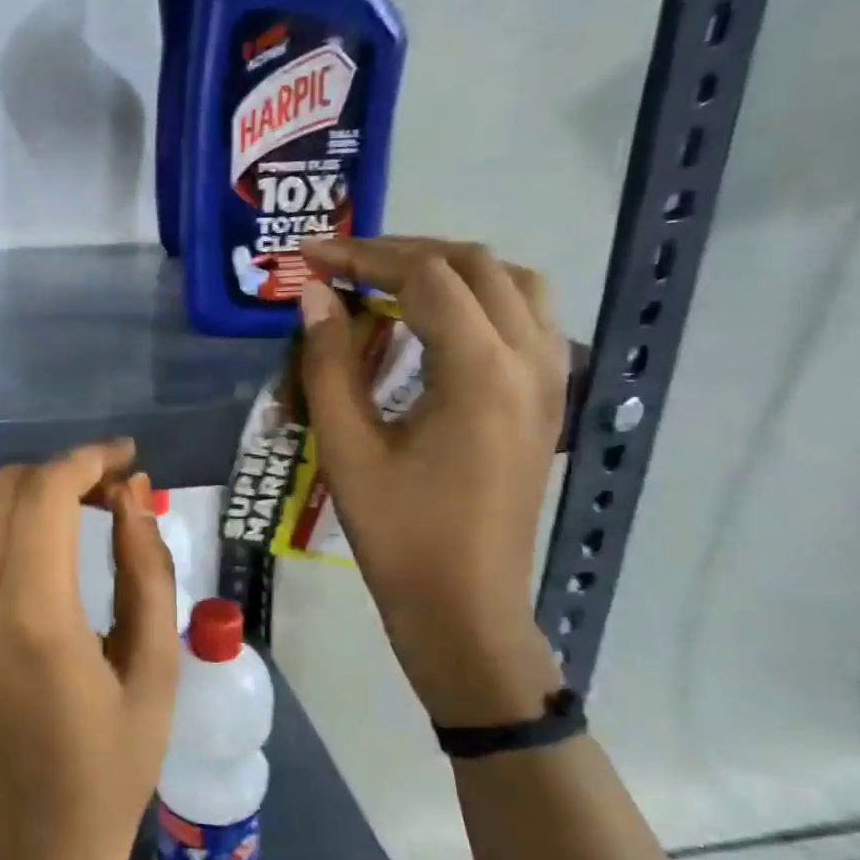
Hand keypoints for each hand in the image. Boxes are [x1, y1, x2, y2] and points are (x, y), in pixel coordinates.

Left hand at [0, 441, 180, 859]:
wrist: (41, 838)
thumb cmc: (114, 760)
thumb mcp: (157, 664)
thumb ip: (146, 567)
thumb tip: (130, 490)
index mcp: (37, 613)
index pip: (47, 492)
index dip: (88, 459)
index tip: (123, 459)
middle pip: (0, 491)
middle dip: (55, 473)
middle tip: (98, 492)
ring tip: (32, 506)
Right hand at [298, 235, 566, 725]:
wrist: (465, 606)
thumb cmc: (399, 534)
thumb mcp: (348, 448)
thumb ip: (328, 362)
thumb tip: (314, 295)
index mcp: (479, 370)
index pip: (425, 276)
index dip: (363, 256)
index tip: (310, 256)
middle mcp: (529, 359)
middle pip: (474, 264)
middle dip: (404, 252)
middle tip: (343, 265)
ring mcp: (550, 379)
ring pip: (513, 283)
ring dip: (450, 269)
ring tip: (391, 283)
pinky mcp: (549, 400)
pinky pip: (527, 318)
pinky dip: (481, 297)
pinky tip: (437, 323)